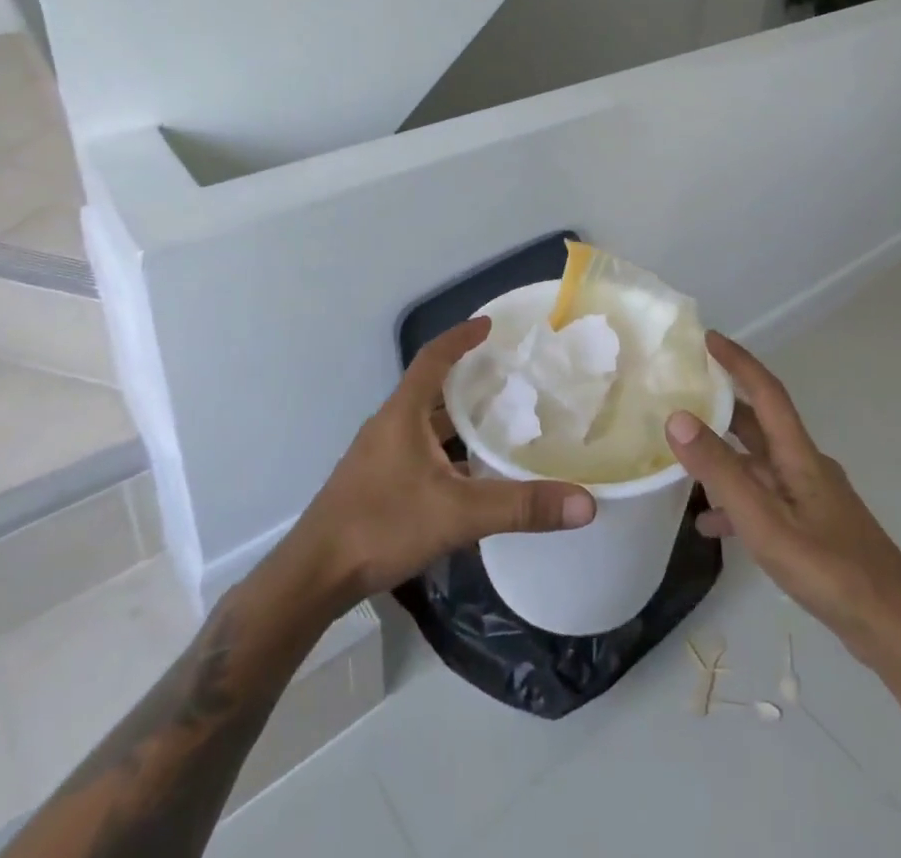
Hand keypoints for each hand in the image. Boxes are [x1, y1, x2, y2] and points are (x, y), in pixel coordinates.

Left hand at [281, 319, 596, 609]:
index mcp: (402, 413)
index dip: (462, 338)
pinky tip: (470, 474)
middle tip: (509, 376)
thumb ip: (521, 507)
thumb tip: (586, 503)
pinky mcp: (376, 482)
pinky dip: (446, 450)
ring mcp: (379, 455)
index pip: (434, 358)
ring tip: (499, 420)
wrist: (315, 575)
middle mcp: (389, 425)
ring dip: (457, 418)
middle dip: (468, 379)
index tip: (490, 325)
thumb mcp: (458, 513)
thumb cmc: (382, 524)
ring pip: (425, 423)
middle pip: (431, 388)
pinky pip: (419, 451)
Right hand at [666, 333, 900, 676]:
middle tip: (683, 393)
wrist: (895, 633)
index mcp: (799, 456)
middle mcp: (807, 467)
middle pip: (760, 424)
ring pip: (760, 464)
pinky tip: (712, 525)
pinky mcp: (815, 526)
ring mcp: (813, 498)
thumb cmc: (829, 571)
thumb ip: (721, 471)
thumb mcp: (765, 522)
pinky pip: (767, 498)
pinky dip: (738, 500)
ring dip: (725, 457)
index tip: (707, 338)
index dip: (738, 361)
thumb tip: (677, 417)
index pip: (766, 391)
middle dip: (723, 406)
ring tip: (684, 461)